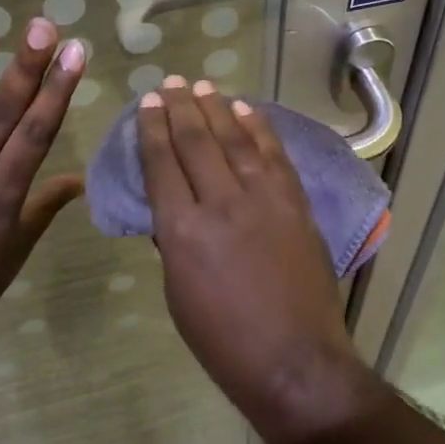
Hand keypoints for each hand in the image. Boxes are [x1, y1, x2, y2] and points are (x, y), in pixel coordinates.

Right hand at [138, 77, 372, 443]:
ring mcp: (264, 200)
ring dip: (218, 108)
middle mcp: (220, 204)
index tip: (149, 103)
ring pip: (236, 140)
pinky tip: (247, 110)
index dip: (153, 128)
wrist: (293, 360)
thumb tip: (172, 210)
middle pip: (196, 141)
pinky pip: (274, 156)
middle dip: (180, 108)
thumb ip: (173, 243)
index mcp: (181, 231)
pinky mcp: (295, 205)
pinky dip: (260, 129)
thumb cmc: (224, 341)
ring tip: (203, 86)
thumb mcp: (179, 295)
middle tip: (171, 83)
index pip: (162, 164)